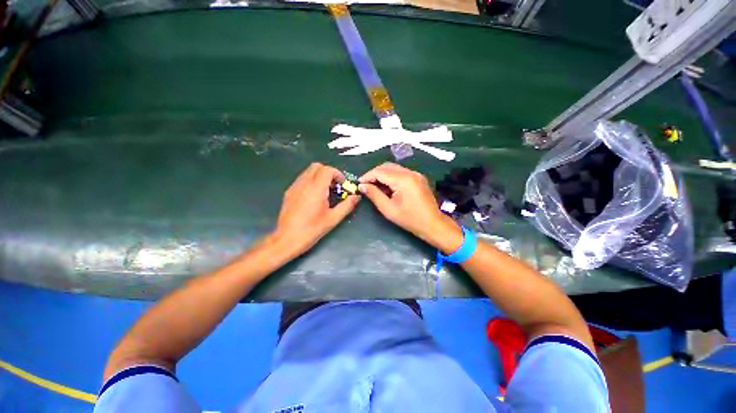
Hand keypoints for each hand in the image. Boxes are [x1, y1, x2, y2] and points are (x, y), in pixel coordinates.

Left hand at [273, 163, 359, 256]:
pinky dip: (311, 181)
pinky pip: (302, 179)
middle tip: (334, 186)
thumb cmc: (312, 230)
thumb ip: (347, 205)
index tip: (342, 185)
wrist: (287, 239)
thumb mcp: (333, 218)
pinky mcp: (289, 192)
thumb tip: (356, 197)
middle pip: (317, 166)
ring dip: (319, 176)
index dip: (337, 174)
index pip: (327, 170)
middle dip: (328, 173)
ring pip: (308, 171)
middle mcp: (304, 183)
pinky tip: (314, 197)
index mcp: (316, 188)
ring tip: (325, 192)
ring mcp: (294, 187)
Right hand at [359, 163, 461, 251]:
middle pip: (387, 166)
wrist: (432, 224)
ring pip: (394, 168)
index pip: (380, 171)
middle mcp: (410, 172)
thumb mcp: (388, 209)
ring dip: (382, 175)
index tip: (359, 183)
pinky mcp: (418, 178)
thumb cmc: (409, 219)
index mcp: (403, 179)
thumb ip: (374, 195)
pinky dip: (391, 177)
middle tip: (365, 184)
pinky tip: (387, 187)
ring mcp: (416, 174)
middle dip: (374, 174)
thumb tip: (362, 186)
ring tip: (374, 186)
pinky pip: (401, 173)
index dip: (367, 176)